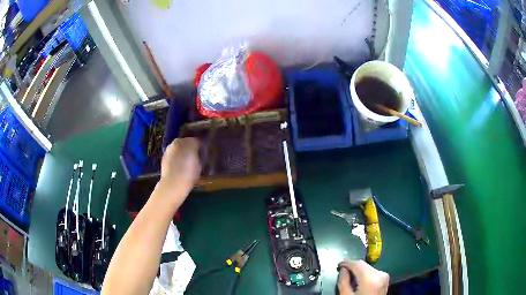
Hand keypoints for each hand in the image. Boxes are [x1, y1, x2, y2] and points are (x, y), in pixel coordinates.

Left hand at [159, 137, 200, 194]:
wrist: (173, 183)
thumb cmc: (190, 174)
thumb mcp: (200, 165)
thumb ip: (199, 156)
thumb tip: (198, 154)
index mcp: (190, 141)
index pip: (197, 141)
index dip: (201, 147)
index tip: (203, 154)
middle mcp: (178, 142)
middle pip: (186, 142)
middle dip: (190, 148)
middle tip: (194, 157)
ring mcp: (169, 148)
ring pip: (178, 148)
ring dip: (181, 152)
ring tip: (185, 163)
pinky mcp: (163, 156)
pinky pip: (172, 154)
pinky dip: (175, 158)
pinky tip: (178, 166)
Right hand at [337, 260, 388, 294]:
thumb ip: (343, 281)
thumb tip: (343, 269)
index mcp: (370, 278)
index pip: (357, 264)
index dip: (347, 263)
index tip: (338, 265)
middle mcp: (380, 274)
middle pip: (363, 265)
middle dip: (353, 267)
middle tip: (342, 271)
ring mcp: (384, 276)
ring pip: (368, 268)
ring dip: (359, 270)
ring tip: (350, 276)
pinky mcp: (385, 279)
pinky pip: (373, 272)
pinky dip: (365, 274)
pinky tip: (359, 280)